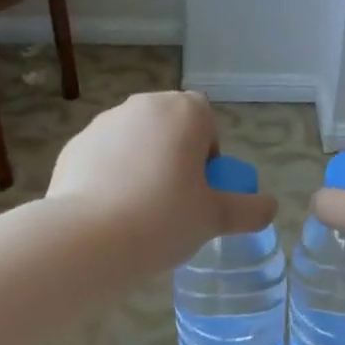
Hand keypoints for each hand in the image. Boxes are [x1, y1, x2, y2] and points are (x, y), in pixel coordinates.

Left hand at [47, 91, 277, 266]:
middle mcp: (141, 106)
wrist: (88, 239)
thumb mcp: (215, 219)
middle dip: (175, 155)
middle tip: (175, 200)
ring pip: (134, 140)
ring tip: (139, 212)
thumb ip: (249, 210)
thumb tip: (270, 207)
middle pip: (168, 126)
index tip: (202, 186)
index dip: (208, 151)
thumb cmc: (163, 219)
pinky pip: (103, 157)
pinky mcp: (73, 147)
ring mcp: (102, 124)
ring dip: (142, 163)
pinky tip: (109, 213)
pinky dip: (110, 176)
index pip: (205, 117)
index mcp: (182, 112)